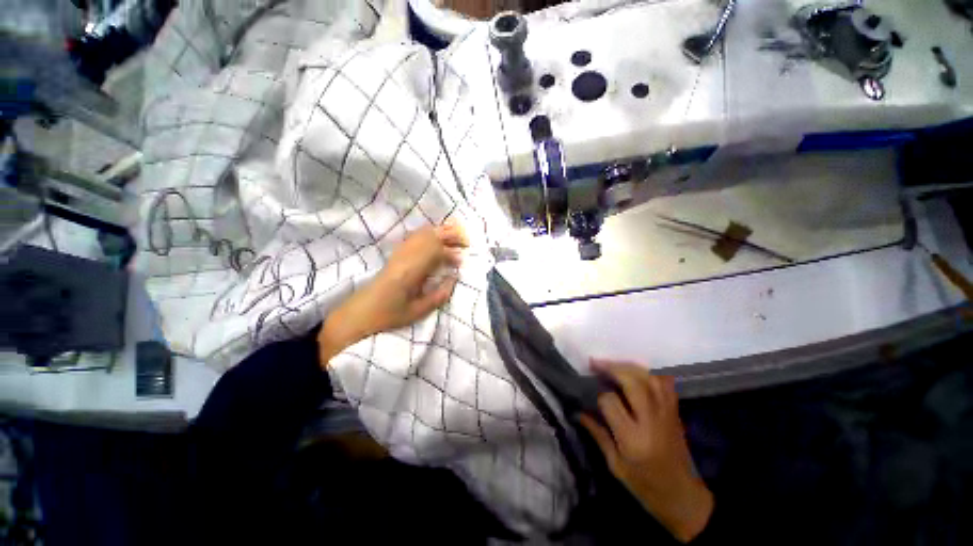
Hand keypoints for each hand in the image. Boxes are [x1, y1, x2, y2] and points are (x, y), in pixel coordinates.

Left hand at [317, 224, 468, 364]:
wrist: (359, 313)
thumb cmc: (388, 315)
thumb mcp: (417, 312)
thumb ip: (439, 296)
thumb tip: (454, 279)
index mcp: (411, 271)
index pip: (436, 251)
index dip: (451, 253)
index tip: (461, 261)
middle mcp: (405, 256)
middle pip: (431, 236)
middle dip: (450, 235)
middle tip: (466, 241)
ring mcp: (399, 253)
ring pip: (423, 233)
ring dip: (441, 232)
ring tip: (455, 237)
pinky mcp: (396, 254)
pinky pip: (415, 236)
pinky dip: (429, 233)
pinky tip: (436, 238)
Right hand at [579, 360, 713, 542]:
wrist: (683, 497)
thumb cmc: (645, 486)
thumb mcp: (615, 465)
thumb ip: (598, 434)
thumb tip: (578, 411)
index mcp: (633, 439)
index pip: (610, 402)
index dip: (597, 394)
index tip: (588, 392)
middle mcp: (651, 421)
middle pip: (633, 383)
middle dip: (612, 368)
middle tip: (594, 363)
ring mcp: (666, 414)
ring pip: (649, 378)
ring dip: (628, 367)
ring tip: (612, 365)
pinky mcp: (675, 412)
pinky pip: (664, 383)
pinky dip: (649, 373)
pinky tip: (636, 372)